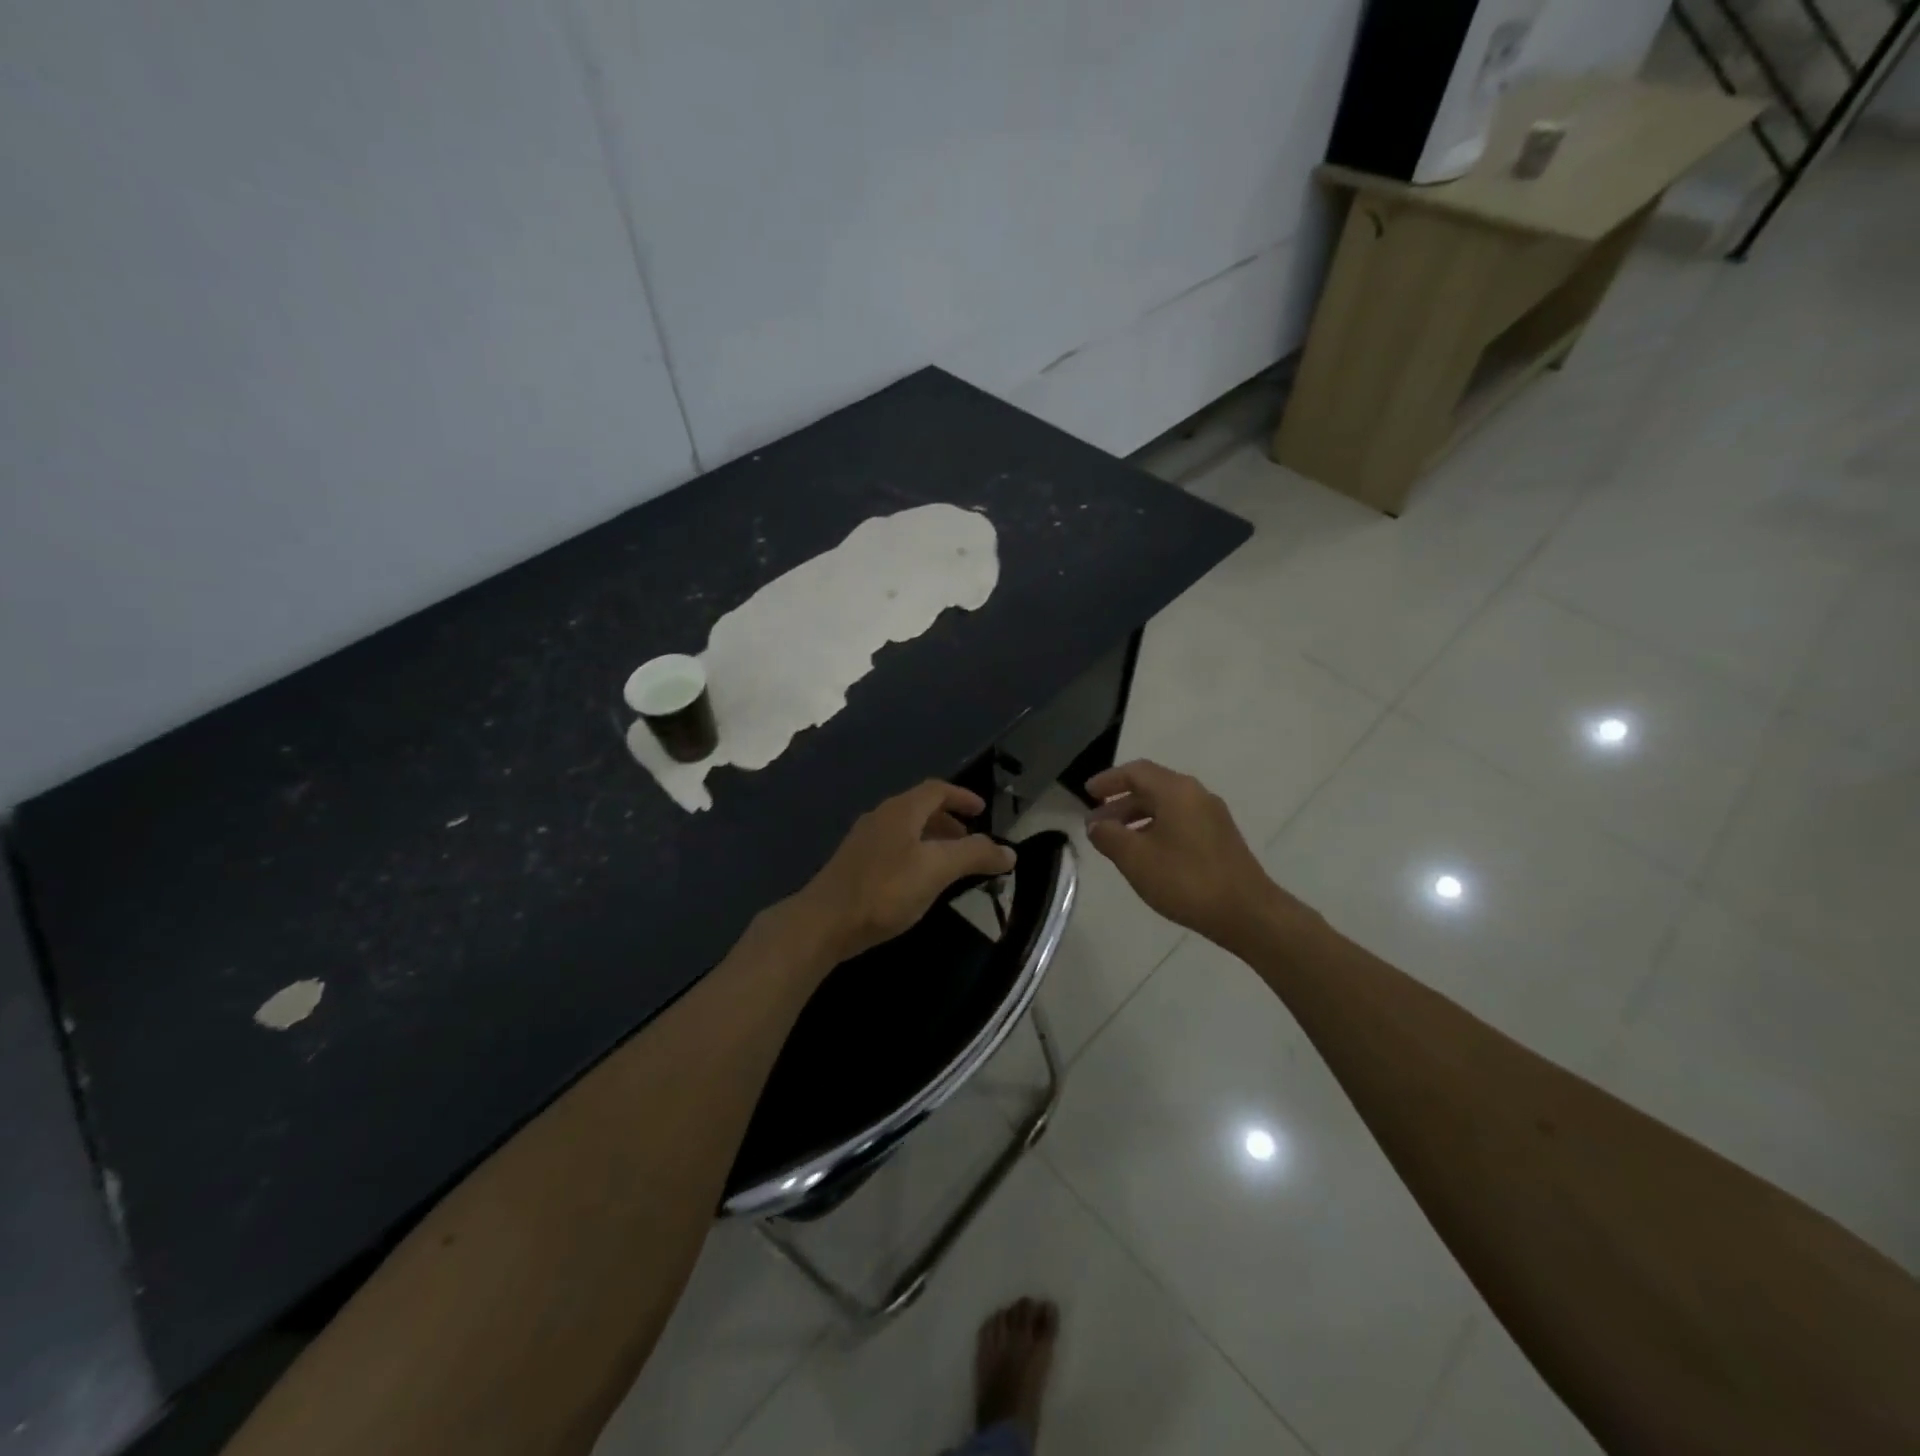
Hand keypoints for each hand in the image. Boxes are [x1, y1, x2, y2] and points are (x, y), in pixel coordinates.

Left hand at [791, 781, 1015, 963]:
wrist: (824, 922)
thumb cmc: (885, 890)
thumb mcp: (937, 870)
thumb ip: (974, 856)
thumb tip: (1009, 851)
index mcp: (901, 810)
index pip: (937, 790)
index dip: (962, 797)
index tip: (982, 810)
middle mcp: (881, 817)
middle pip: (920, 807)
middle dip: (949, 819)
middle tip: (970, 839)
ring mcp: (864, 840)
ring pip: (906, 829)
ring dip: (932, 838)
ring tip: (949, 861)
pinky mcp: (854, 864)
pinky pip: (893, 847)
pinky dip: (915, 853)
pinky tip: (918, 880)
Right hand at [1084, 760, 1297, 948]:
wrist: (1246, 912)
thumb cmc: (1185, 880)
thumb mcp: (1135, 858)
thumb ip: (1109, 836)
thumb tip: (1096, 824)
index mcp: (1176, 791)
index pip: (1136, 772)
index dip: (1108, 780)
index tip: (1087, 794)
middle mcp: (1196, 795)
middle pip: (1151, 787)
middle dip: (1120, 802)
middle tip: (1096, 823)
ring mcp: (1212, 816)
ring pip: (1166, 806)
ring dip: (1137, 818)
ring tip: (1116, 841)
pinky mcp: (1220, 838)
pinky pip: (1180, 821)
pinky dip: (1156, 828)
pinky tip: (1146, 854)